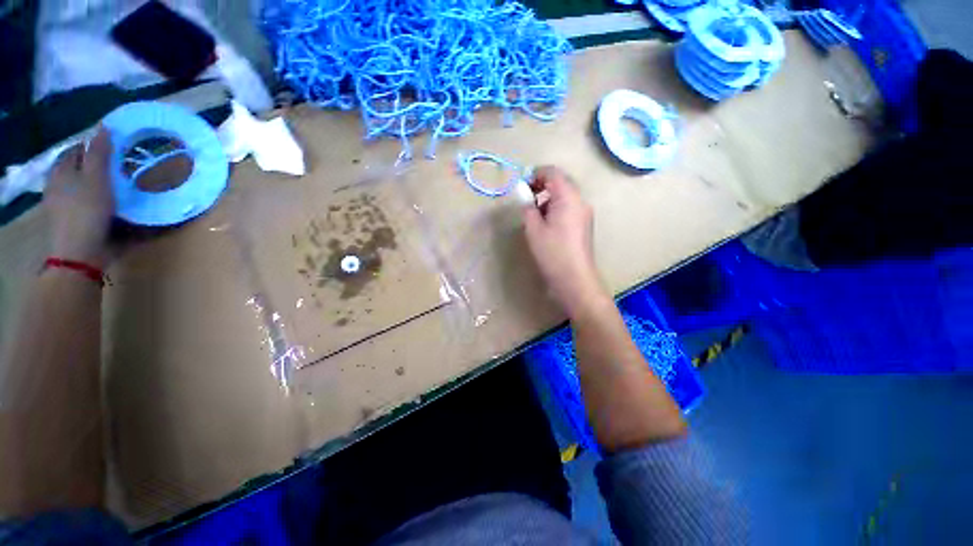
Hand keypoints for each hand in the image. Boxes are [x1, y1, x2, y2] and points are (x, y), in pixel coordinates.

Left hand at [44, 128, 115, 267]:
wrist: (80, 253)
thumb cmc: (87, 211)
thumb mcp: (96, 179)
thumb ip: (99, 153)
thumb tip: (103, 126)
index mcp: (62, 170)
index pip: (77, 149)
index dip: (95, 145)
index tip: (116, 148)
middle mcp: (59, 183)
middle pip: (80, 167)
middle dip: (98, 164)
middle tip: (122, 166)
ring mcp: (63, 203)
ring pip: (84, 185)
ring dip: (100, 182)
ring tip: (120, 184)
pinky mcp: (72, 219)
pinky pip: (87, 201)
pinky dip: (99, 198)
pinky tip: (112, 203)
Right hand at [523, 166, 610, 318]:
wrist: (575, 279)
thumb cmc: (552, 252)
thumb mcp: (533, 229)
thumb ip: (528, 208)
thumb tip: (526, 199)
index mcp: (568, 197)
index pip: (553, 172)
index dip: (535, 173)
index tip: (521, 185)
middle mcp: (580, 201)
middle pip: (561, 182)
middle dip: (541, 186)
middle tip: (526, 198)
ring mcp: (584, 213)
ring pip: (565, 196)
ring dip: (548, 198)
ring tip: (534, 213)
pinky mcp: (584, 225)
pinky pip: (569, 208)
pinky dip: (556, 208)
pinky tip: (545, 224)